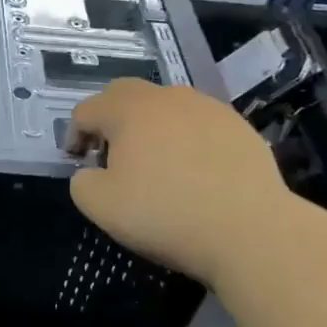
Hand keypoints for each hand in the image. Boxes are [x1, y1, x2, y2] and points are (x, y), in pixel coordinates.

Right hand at [65, 79, 295, 285]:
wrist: (251, 231)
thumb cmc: (167, 215)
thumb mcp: (101, 207)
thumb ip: (81, 183)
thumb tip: (91, 173)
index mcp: (128, 110)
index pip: (87, 110)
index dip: (75, 135)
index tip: (78, 162)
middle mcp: (166, 97)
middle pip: (125, 95)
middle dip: (111, 119)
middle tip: (112, 153)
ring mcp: (206, 108)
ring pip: (166, 107)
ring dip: (152, 127)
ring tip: (157, 163)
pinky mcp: (238, 126)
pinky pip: (199, 124)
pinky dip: (188, 139)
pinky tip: (196, 172)